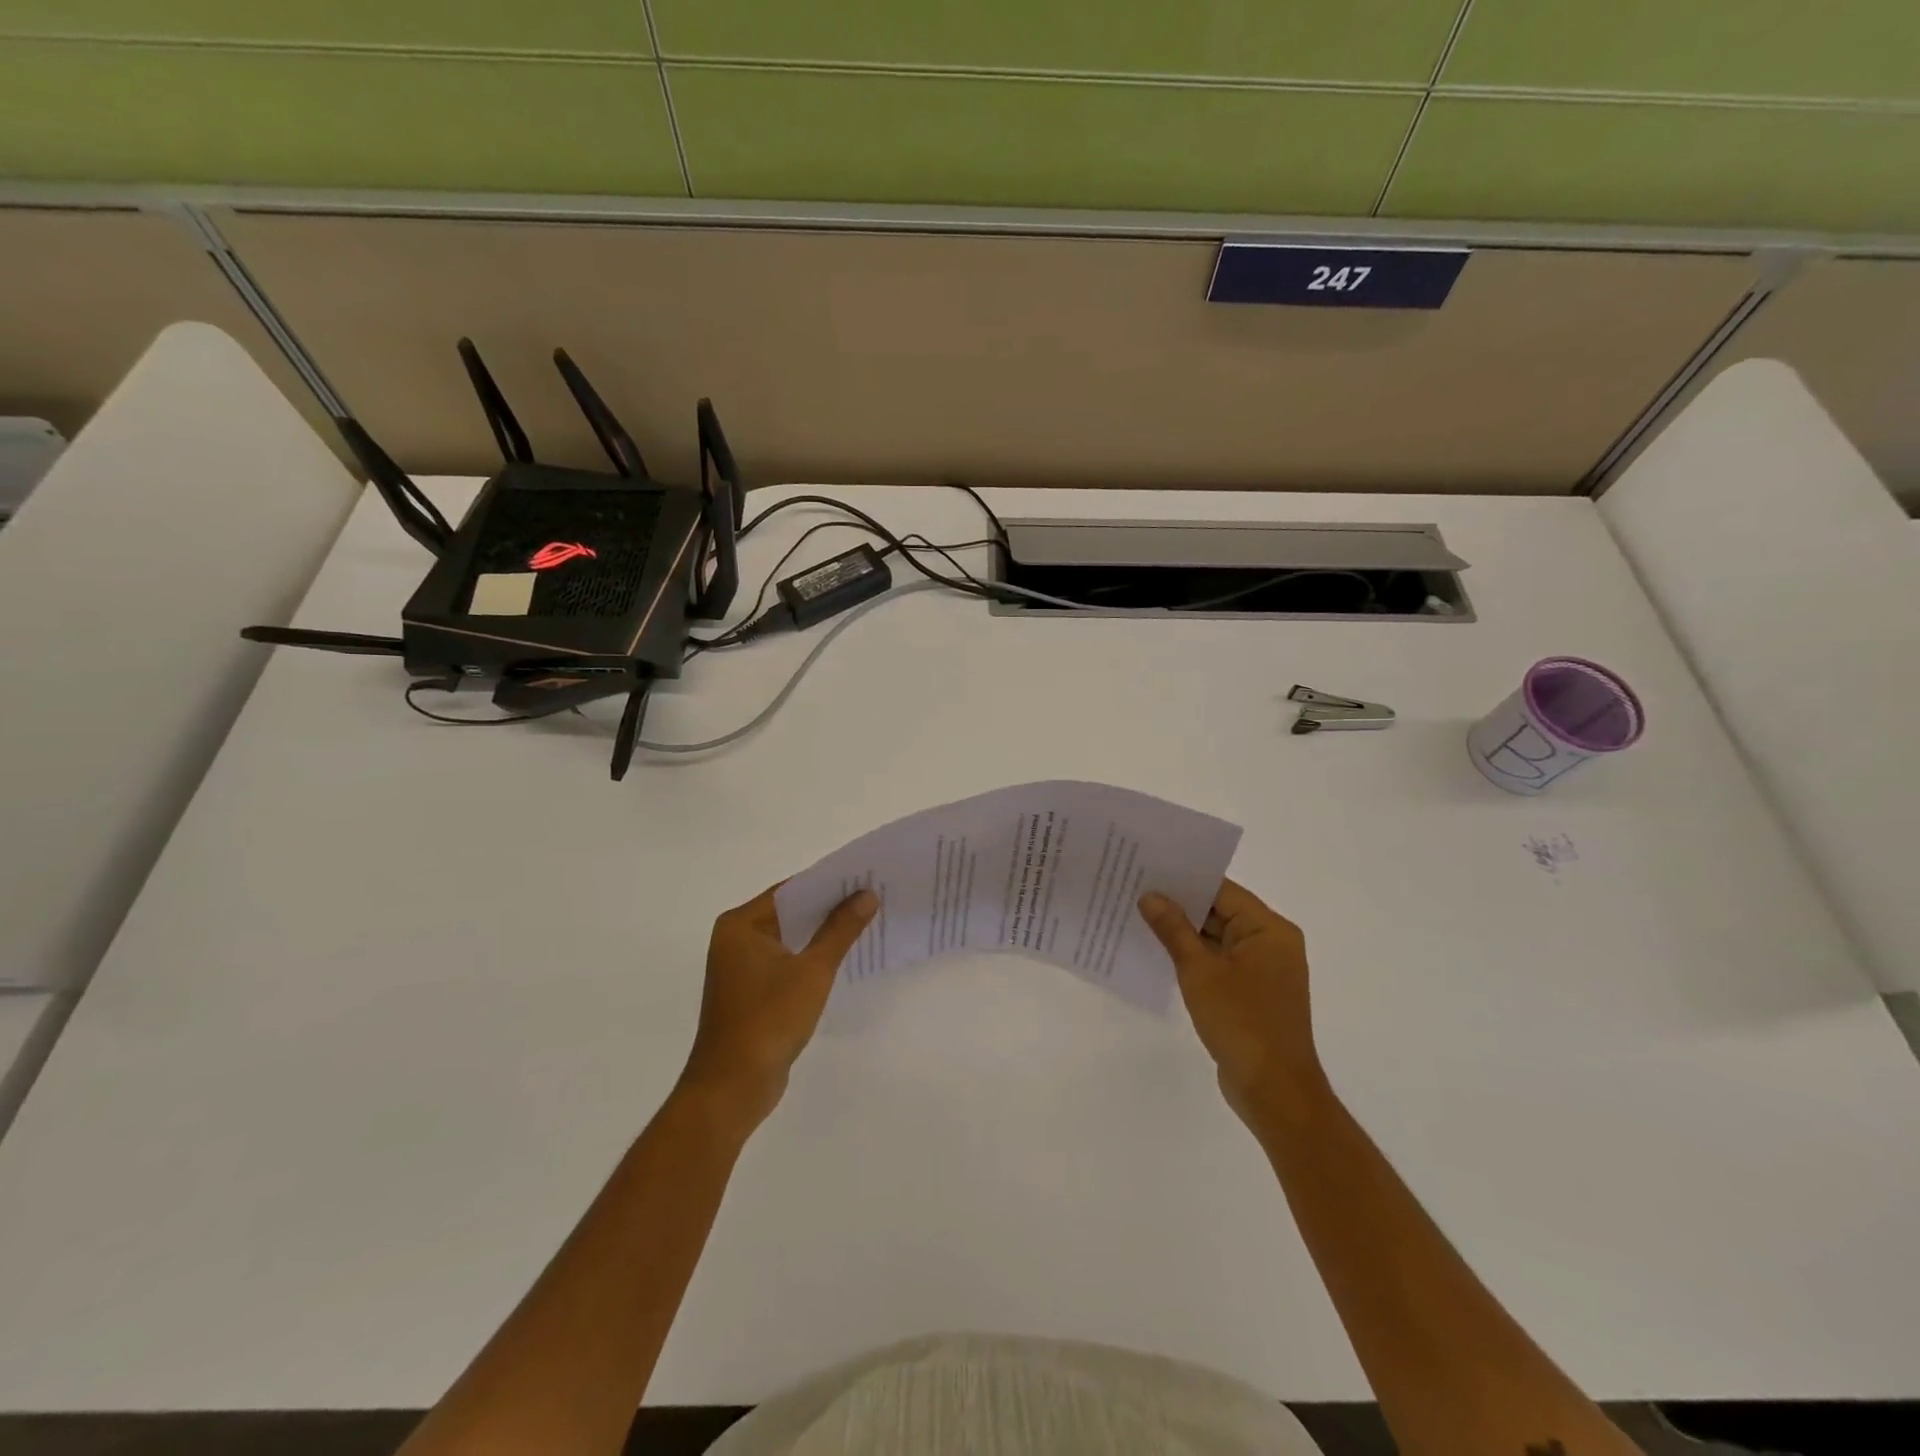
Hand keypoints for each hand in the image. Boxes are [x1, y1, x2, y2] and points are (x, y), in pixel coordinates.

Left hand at [678, 884, 877, 1131]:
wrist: (732, 1087)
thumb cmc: (769, 1020)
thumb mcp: (813, 970)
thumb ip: (840, 929)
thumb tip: (867, 895)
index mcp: (741, 924)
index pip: (791, 890)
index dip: (829, 883)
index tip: (866, 876)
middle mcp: (736, 938)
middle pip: (790, 911)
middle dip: (830, 907)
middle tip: (873, 896)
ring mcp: (741, 966)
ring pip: (790, 937)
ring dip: (822, 933)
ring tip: (866, 921)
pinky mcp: (751, 990)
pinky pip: (786, 960)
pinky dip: (810, 956)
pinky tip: (842, 956)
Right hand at [1138, 878, 1322, 1122]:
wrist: (1274, 1091)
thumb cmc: (1241, 1022)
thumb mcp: (1200, 971)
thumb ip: (1174, 930)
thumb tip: (1150, 896)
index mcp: (1269, 929)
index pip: (1222, 890)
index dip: (1184, 880)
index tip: (1147, 870)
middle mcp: (1272, 943)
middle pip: (1220, 912)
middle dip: (1180, 906)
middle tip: (1135, 890)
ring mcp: (1264, 970)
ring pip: (1218, 938)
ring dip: (1184, 933)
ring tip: (1139, 917)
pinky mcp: (1253, 993)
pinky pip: (1220, 962)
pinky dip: (1194, 957)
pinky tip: (1160, 953)